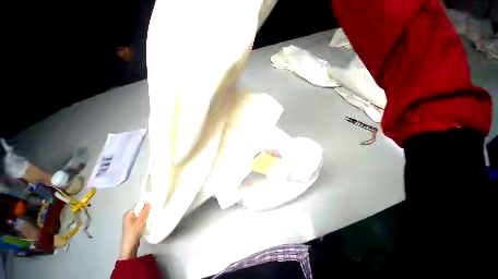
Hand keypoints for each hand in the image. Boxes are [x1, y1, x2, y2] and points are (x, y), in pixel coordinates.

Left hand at [119, 202, 150, 259]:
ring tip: (154, 213)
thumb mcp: (140, 221)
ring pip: (142, 215)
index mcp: (128, 214)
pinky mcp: (135, 226)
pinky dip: (146, 219)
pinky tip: (151, 220)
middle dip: (147, 209)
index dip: (146, 203)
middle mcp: (129, 217)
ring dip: (147, 214)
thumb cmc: (133, 232)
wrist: (130, 247)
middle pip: (140, 210)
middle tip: (155, 208)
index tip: (154, 202)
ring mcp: (132, 222)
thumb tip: (149, 201)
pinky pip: (142, 219)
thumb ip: (144, 211)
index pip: (138, 205)